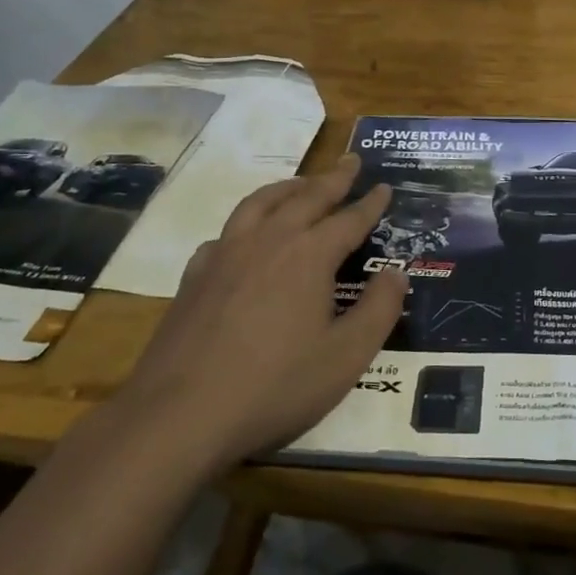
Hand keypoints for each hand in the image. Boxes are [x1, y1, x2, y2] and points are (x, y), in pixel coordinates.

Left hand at [121, 154, 406, 465]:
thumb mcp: (346, 357)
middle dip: (333, 179)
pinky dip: (246, 222)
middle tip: (350, 161)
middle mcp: (268, 241)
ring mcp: (225, 254)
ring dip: (288, 187)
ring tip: (301, 183)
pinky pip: (226, 232)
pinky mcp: (195, 276)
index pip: (348, 219)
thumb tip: (396, 272)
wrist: (180, 413)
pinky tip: (244, 236)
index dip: (370, 204)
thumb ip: (379, 310)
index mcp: (308, 255)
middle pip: (306, 197)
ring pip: (261, 203)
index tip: (384, 187)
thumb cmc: (275, 386)